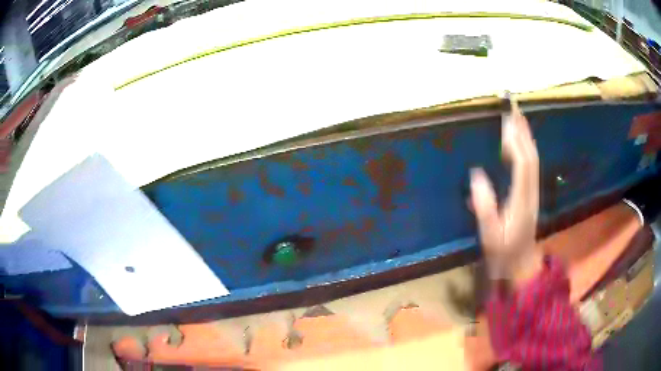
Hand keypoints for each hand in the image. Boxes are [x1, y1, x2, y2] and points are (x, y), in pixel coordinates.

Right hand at [470, 100, 541, 285]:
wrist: (521, 263)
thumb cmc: (504, 251)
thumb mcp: (490, 234)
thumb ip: (484, 207)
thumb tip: (476, 175)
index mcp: (522, 199)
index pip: (523, 164)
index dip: (516, 142)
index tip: (505, 122)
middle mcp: (531, 191)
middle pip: (531, 155)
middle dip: (523, 130)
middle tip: (513, 108)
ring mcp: (533, 191)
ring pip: (533, 158)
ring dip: (525, 136)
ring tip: (517, 117)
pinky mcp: (531, 192)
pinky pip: (531, 164)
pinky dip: (526, 147)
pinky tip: (520, 141)